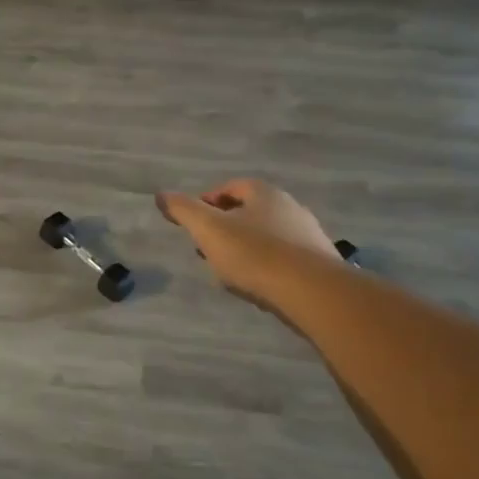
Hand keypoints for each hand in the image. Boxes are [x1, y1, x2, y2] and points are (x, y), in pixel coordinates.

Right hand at [155, 179, 341, 305]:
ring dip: (246, 247)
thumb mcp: (209, 230)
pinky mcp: (318, 261)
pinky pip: (284, 257)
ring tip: (229, 269)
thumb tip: (161, 195)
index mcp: (263, 192)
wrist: (311, 291)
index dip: (207, 202)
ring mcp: (307, 233)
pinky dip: (266, 264)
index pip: (230, 188)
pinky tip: (257, 283)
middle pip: (249, 211)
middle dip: (226, 226)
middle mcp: (289, 206)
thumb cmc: (254, 254)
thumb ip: (184, 210)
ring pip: (267, 234)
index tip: (193, 223)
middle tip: (207, 247)